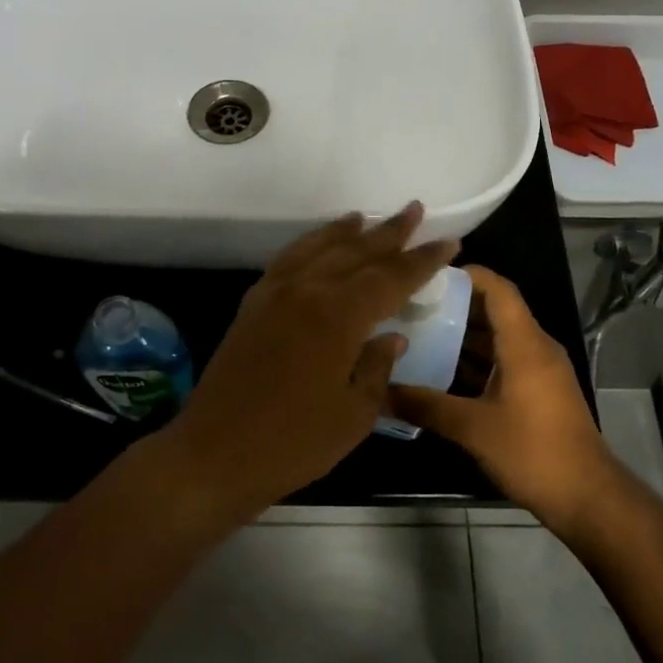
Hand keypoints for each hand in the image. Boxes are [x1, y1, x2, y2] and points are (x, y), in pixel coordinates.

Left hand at [159, 202, 457, 521]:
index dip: (421, 260)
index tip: (448, 241)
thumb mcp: (353, 414)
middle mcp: (307, 291)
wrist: (214, 453)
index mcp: (338, 316)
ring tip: (366, 217)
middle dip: (389, 233)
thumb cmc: (293, 443)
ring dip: (346, 231)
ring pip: (318, 248)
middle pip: (356, 252)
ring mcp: (275, 293)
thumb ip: (377, 368)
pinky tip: (318, 245)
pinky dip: (309, 245)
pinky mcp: (253, 304)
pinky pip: (288, 260)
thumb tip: (392, 337)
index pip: (390, 277)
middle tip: (414, 210)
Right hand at [387, 266, 619, 532]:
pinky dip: (476, 361)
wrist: (587, 498)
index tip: (429, 274)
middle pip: (495, 311)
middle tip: (412, 306)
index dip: (467, 275)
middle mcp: (535, 348)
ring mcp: (540, 371)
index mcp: (525, 343)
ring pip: (498, 339)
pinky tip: (443, 373)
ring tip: (419, 334)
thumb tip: (381, 391)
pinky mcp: (539, 392)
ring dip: (463, 336)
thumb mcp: (473, 428)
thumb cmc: (532, 451)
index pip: (498, 289)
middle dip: (455, 306)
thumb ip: (426, 405)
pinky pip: (504, 361)